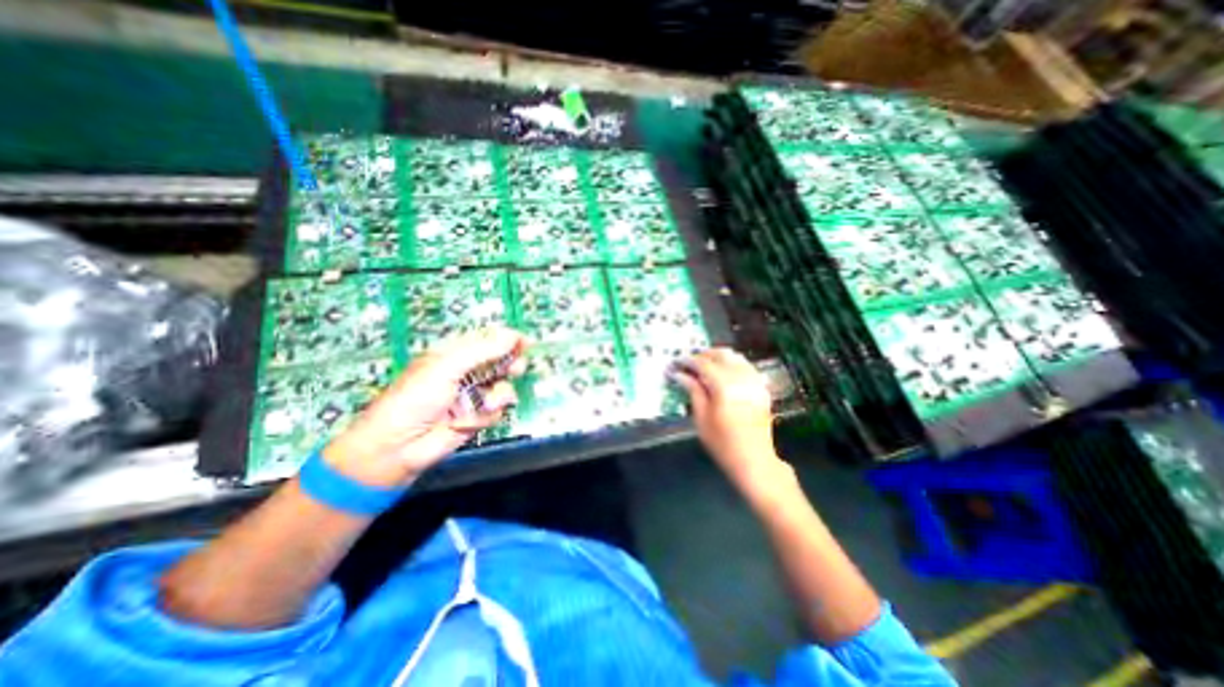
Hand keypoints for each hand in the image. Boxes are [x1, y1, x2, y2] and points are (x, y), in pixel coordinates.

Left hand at [320, 328, 526, 487]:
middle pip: (501, 362)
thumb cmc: (416, 399)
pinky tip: (466, 422)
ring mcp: (474, 395)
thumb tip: (512, 335)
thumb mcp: (446, 368)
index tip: (524, 342)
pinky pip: (497, 410)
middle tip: (516, 368)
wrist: (399, 447)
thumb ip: (482, 351)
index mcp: (455, 353)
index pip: (487, 339)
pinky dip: (485, 416)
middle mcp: (467, 372)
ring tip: (485, 403)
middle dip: (510, 365)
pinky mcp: (478, 417)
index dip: (506, 339)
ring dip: (498, 396)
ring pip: (504, 387)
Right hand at [673, 348, 776, 488]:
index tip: (676, 362)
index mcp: (724, 386)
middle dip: (703, 355)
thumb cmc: (722, 443)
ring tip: (704, 365)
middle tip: (689, 363)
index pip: (703, 363)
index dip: (687, 360)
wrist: (754, 460)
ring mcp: (755, 382)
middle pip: (721, 354)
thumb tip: (679, 374)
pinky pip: (746, 366)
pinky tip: (723, 373)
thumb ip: (693, 391)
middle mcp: (742, 378)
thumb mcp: (701, 418)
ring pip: (735, 357)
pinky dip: (732, 364)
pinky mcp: (762, 388)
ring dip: (718, 357)